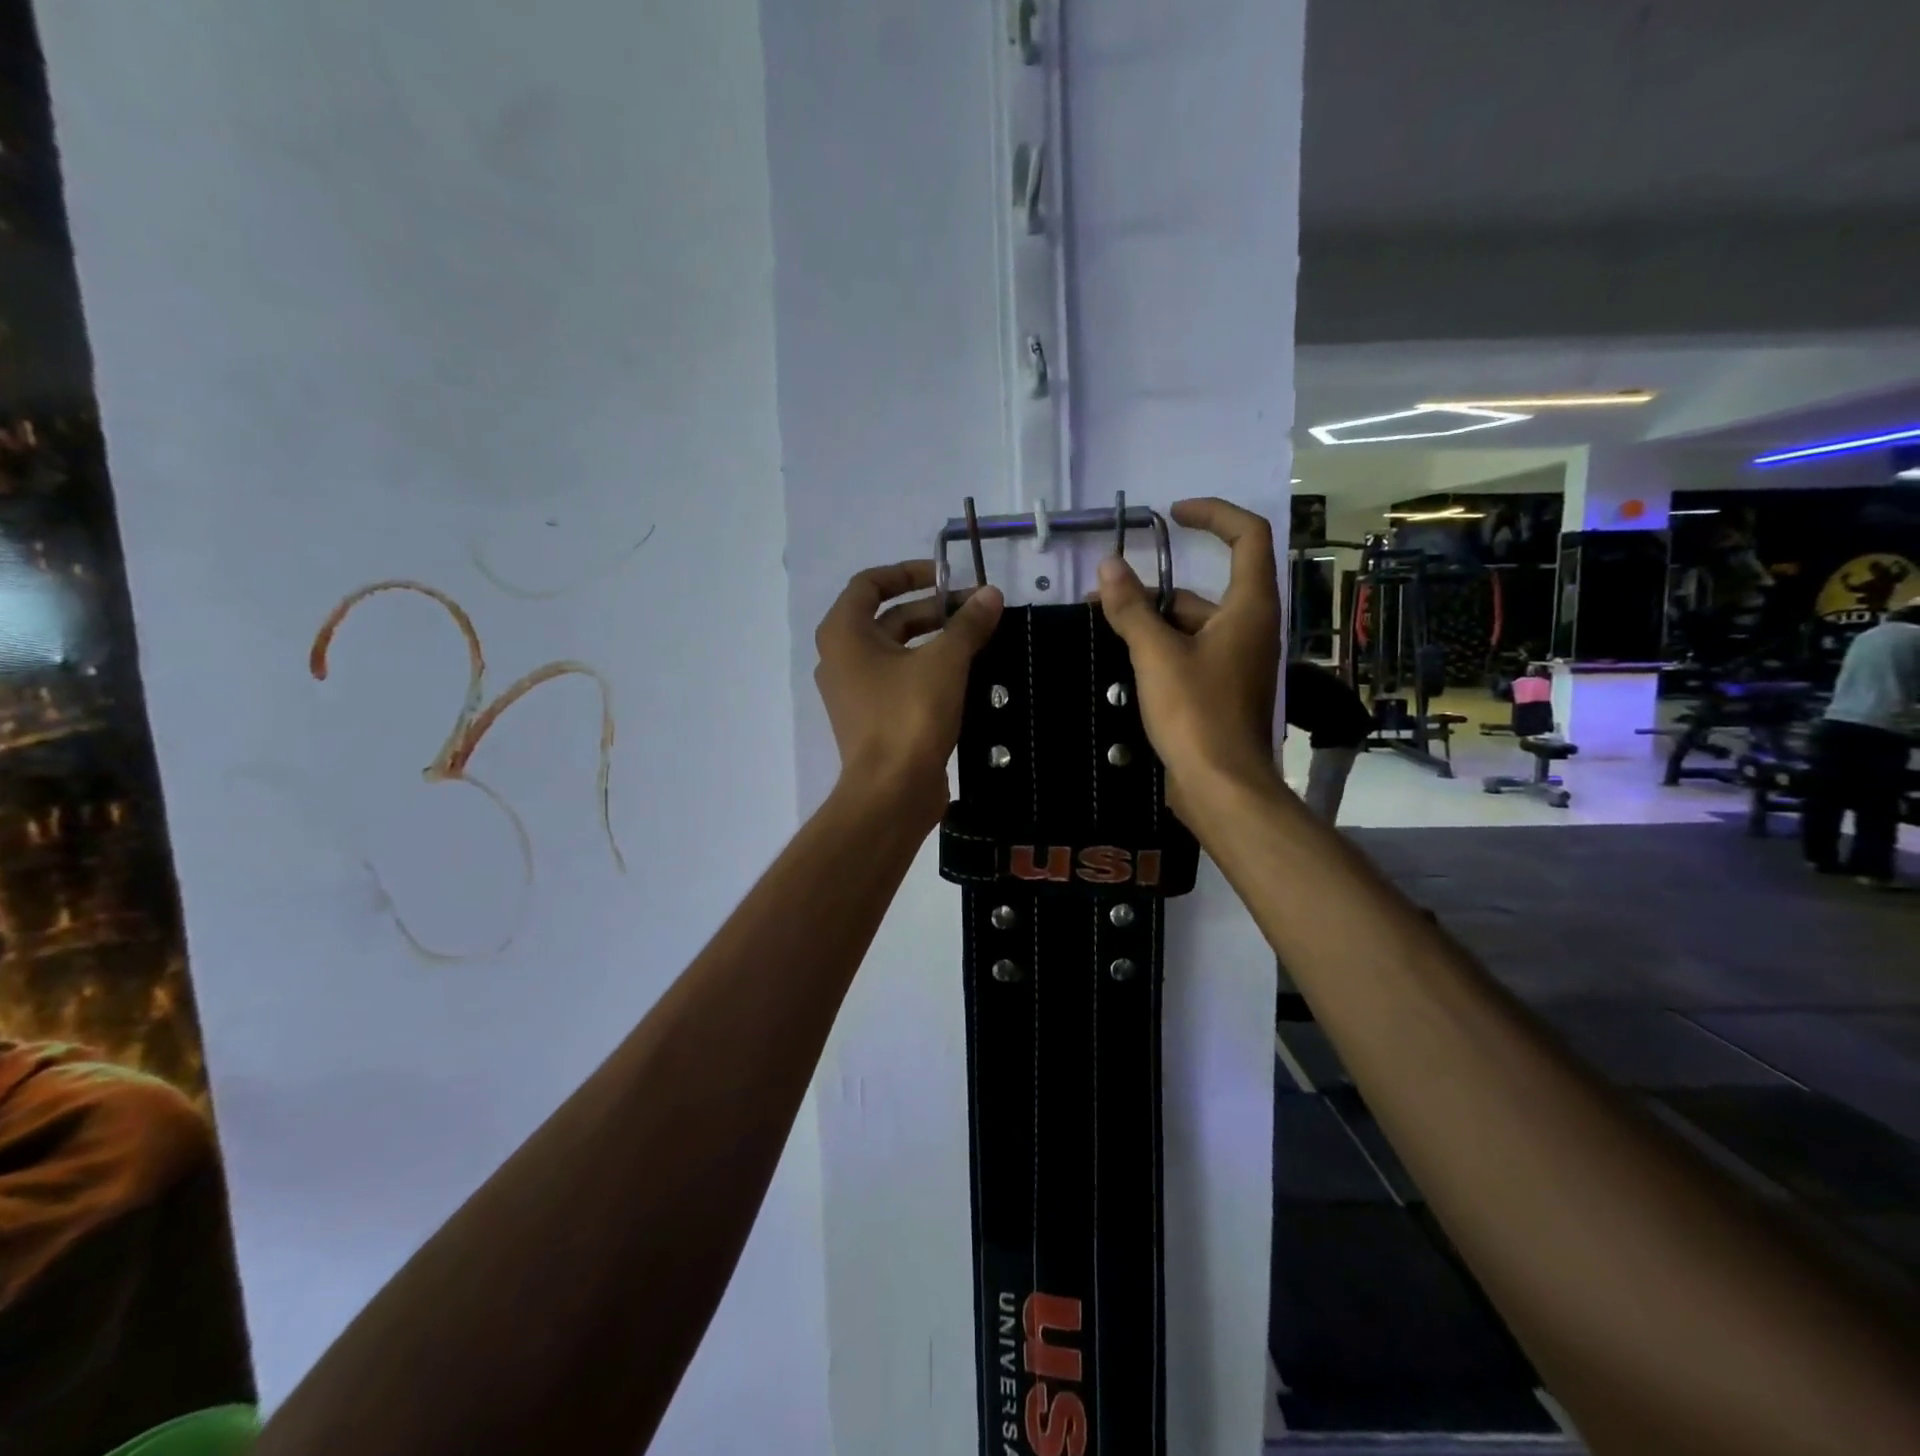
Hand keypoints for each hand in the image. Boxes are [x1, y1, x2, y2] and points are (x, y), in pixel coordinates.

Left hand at [814, 562, 1003, 828]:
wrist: (891, 793)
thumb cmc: (909, 716)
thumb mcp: (945, 662)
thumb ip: (968, 624)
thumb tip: (990, 595)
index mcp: (844, 633)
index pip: (870, 583)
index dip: (909, 573)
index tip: (949, 579)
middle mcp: (843, 657)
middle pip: (889, 618)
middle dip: (934, 610)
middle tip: (978, 613)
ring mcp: (856, 691)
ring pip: (899, 651)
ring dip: (936, 641)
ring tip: (980, 640)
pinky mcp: (874, 719)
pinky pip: (902, 681)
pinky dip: (930, 671)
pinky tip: (968, 675)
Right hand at [1095, 498, 1280, 810]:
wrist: (1222, 787)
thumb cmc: (1196, 714)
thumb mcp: (1156, 655)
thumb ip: (1132, 608)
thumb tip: (1109, 566)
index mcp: (1249, 608)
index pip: (1247, 536)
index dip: (1212, 514)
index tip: (1171, 516)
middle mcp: (1250, 628)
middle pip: (1205, 589)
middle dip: (1155, 589)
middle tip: (1105, 597)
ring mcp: (1237, 662)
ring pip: (1193, 625)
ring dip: (1152, 622)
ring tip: (1105, 630)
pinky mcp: (1222, 691)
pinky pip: (1190, 654)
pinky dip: (1161, 650)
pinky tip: (1125, 663)